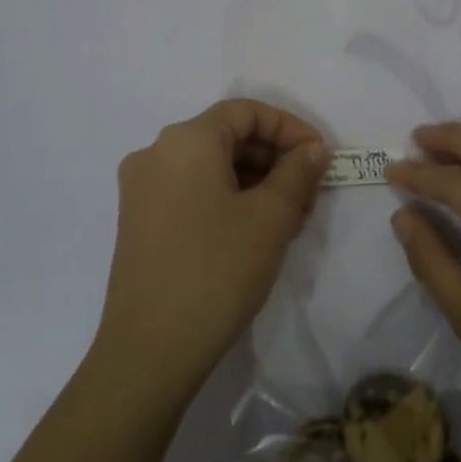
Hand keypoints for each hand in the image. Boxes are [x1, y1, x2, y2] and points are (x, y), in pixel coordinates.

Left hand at [95, 99, 330, 397]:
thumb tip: (312, 149)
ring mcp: (142, 189)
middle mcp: (156, 153)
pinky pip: (192, 191)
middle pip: (226, 137)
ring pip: (210, 166)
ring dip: (255, 181)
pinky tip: (256, 231)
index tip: (322, 157)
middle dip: (275, 159)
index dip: (290, 127)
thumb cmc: (217, 270)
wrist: (150, 350)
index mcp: (185, 140)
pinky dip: (228, 198)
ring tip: (291, 218)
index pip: (245, 111)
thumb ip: (298, 173)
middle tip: (311, 193)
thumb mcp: (271, 218)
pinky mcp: (138, 221)